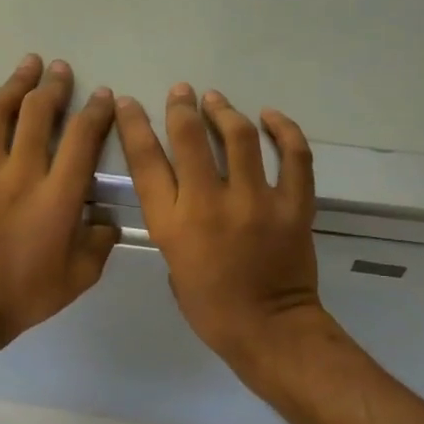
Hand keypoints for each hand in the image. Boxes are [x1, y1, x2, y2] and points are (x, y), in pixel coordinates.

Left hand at [0, 55, 119, 347]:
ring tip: (27, 64)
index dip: (96, 111)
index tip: (103, 97)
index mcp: (57, 197)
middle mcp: (19, 174)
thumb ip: (102, 239)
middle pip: (39, 114)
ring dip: (14, 84)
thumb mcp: (83, 273)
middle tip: (61, 71)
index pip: (83, 138)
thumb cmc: (31, 292)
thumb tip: (105, 216)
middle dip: (54, 87)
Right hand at [115, 84, 324, 372]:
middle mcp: (210, 204)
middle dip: (181, 107)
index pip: (145, 161)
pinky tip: (271, 117)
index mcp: (173, 224)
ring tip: (217, 100)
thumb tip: (187, 196)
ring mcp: (256, 201)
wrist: (270, 331)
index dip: (134, 125)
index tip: (129, 103)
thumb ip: (175, 225)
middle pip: (189, 138)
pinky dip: (284, 131)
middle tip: (181, 92)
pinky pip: (294, 156)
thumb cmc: (212, 309)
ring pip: (239, 137)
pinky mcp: (294, 205)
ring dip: (224, 111)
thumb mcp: (174, 266)